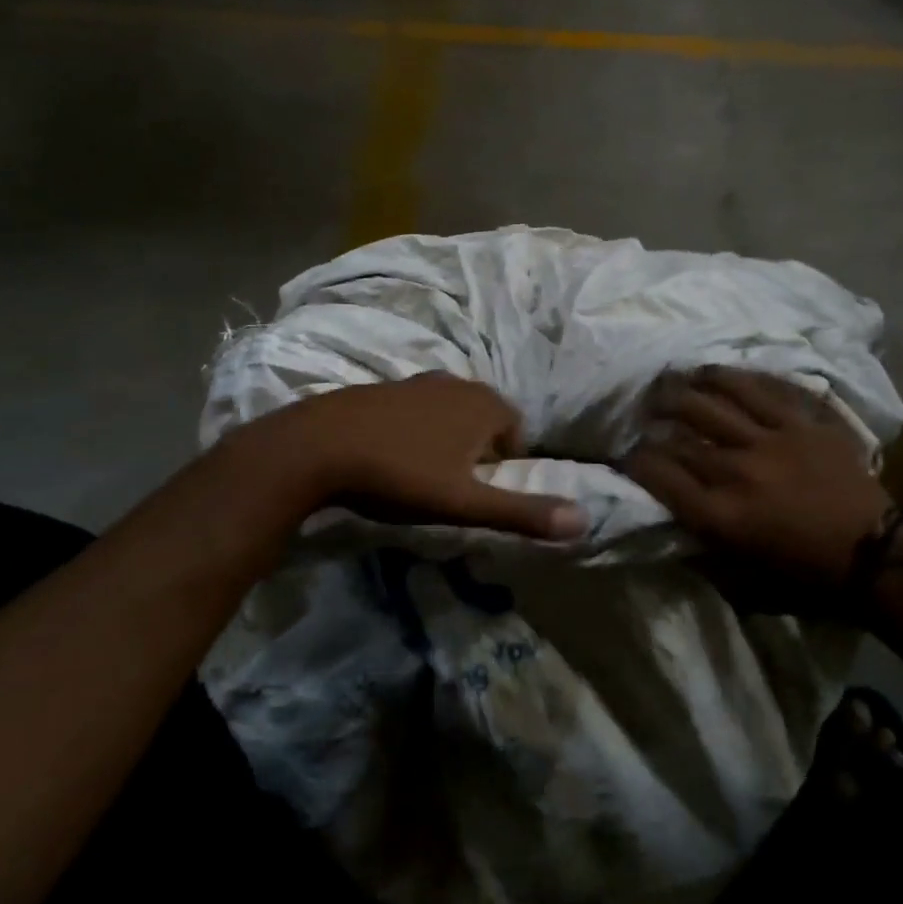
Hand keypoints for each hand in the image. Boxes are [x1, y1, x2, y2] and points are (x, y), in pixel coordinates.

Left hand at [255, 372, 586, 539]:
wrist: (318, 447)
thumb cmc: (401, 475)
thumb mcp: (466, 503)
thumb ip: (523, 513)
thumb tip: (584, 521)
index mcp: (485, 405)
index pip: (517, 432)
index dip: (505, 466)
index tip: (480, 494)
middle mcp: (457, 383)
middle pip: (485, 420)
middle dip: (478, 452)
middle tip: (454, 488)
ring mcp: (418, 382)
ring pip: (450, 413)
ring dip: (447, 441)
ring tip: (423, 476)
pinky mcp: (384, 387)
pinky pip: (416, 411)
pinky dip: (415, 431)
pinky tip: (391, 457)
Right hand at [625, 367, 894, 593]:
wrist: (875, 556)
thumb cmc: (806, 578)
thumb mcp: (743, 585)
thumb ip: (702, 555)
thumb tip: (671, 528)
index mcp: (721, 515)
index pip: (660, 475)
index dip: (634, 461)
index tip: (626, 456)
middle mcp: (738, 470)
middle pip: (681, 434)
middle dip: (653, 419)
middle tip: (644, 412)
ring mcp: (772, 440)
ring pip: (716, 399)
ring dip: (686, 387)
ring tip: (672, 379)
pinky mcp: (803, 424)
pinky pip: (763, 389)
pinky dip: (735, 378)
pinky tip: (717, 372)